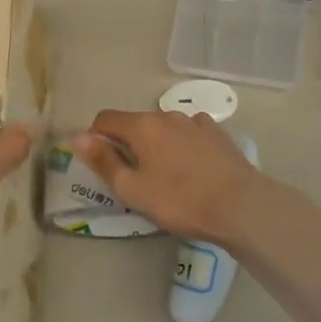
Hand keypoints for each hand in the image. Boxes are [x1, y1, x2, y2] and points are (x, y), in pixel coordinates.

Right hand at [71, 110, 271, 244]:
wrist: (243, 206)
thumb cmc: (181, 200)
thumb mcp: (133, 189)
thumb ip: (103, 162)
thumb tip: (77, 138)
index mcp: (141, 126)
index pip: (105, 119)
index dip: (95, 138)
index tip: (100, 164)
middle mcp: (166, 115)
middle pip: (135, 123)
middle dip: (127, 144)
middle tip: (133, 178)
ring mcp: (195, 121)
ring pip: (163, 128)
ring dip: (156, 145)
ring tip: (166, 176)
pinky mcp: (217, 133)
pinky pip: (189, 133)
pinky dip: (182, 145)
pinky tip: (192, 168)